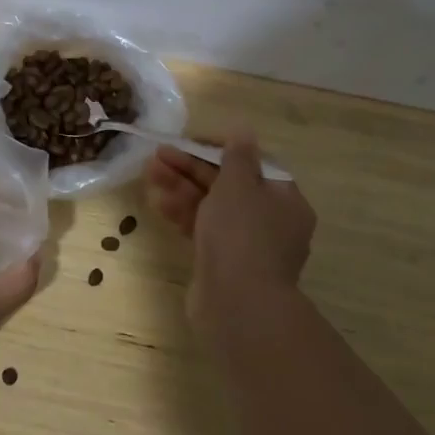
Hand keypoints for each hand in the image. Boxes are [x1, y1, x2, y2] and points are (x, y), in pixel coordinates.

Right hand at [145, 137, 317, 341]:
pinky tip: (158, 203)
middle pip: (227, 184)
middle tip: (158, 156)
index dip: (218, 149)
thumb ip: (237, 156)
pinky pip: (203, 229)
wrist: (236, 304)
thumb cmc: (241, 235)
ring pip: (211, 207)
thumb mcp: (238, 185)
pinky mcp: (223, 262)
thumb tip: (244, 129)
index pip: (252, 163)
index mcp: (284, 200)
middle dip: (191, 168)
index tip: (188, 141)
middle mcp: (270, 221)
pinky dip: (183, 214)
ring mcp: (246, 244)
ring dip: (181, 188)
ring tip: (150, 175)